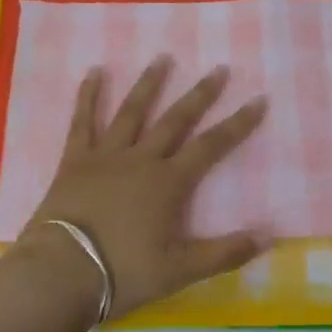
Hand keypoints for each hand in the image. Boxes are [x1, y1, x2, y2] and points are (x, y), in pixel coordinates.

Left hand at [22, 55, 268, 322]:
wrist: (61, 273)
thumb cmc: (122, 272)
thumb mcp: (180, 270)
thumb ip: (225, 252)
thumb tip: (270, 236)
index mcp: (168, 183)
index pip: (211, 146)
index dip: (238, 124)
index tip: (258, 100)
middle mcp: (141, 159)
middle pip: (176, 120)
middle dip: (200, 94)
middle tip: (218, 68)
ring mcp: (105, 156)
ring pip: (132, 111)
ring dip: (149, 84)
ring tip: (163, 58)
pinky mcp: (75, 160)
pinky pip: (82, 121)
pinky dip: (88, 96)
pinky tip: (93, 72)